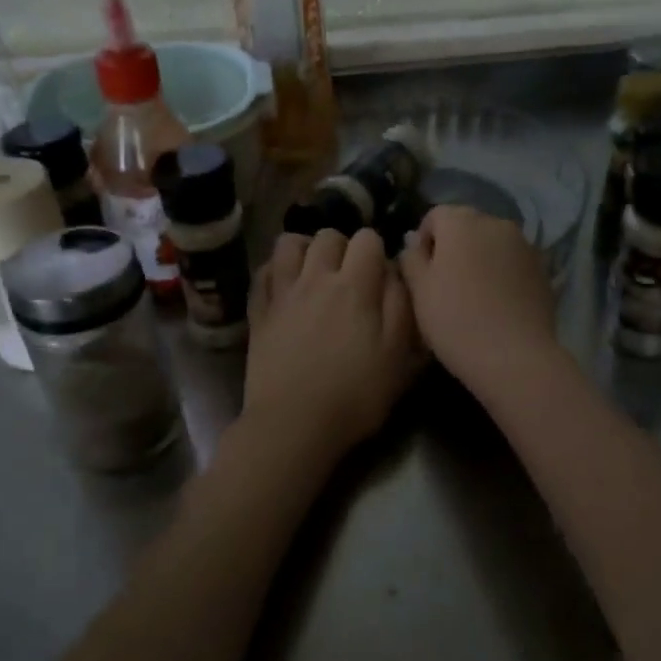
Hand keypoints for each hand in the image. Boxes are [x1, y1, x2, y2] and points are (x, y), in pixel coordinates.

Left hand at [245, 228, 420, 459]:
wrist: (294, 424)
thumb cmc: (356, 395)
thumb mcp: (399, 355)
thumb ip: (402, 306)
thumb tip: (395, 272)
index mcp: (355, 286)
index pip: (368, 238)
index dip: (378, 251)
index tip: (380, 275)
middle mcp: (316, 278)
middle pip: (328, 235)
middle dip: (343, 246)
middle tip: (349, 275)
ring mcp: (282, 293)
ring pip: (289, 243)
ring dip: (305, 250)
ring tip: (315, 272)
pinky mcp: (258, 312)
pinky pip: (263, 272)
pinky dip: (276, 270)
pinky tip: (286, 286)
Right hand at [397, 205, 560, 397]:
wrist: (514, 356)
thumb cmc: (455, 320)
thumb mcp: (419, 291)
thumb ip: (411, 258)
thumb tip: (414, 243)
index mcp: (462, 222)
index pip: (435, 216)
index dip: (424, 241)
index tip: (421, 273)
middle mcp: (496, 223)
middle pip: (466, 226)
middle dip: (453, 247)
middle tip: (444, 285)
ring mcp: (524, 244)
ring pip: (491, 243)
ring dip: (479, 259)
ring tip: (473, 295)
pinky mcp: (543, 268)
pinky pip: (512, 262)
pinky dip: (502, 273)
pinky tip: (497, 304)